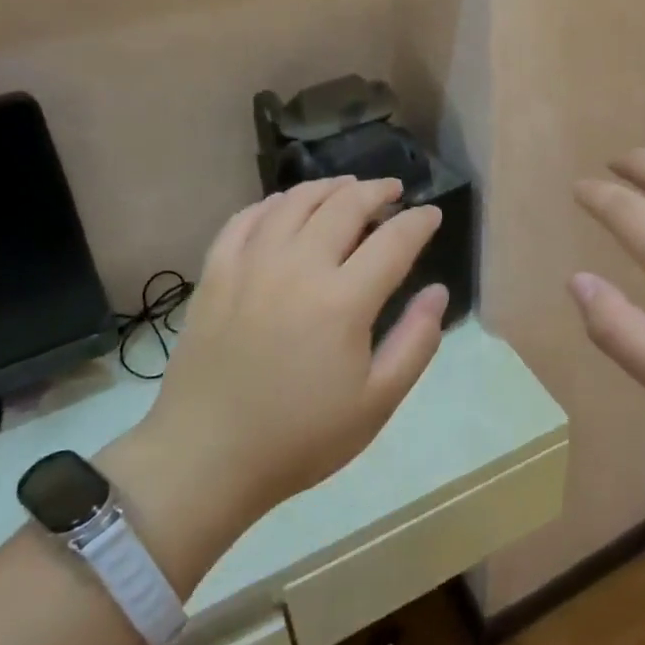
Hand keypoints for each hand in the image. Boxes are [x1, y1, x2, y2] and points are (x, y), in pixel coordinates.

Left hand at [104, 177, 447, 591]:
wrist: (206, 458)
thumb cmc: (301, 437)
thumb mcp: (377, 402)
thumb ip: (416, 342)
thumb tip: (438, 292)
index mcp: (343, 300)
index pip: (394, 240)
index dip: (419, 222)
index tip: (432, 215)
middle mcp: (298, 267)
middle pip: (344, 205)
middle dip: (377, 191)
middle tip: (394, 191)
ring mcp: (250, 264)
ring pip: (294, 201)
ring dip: (328, 187)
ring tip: (347, 188)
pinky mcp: (215, 273)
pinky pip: (245, 219)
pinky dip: (273, 203)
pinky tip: (285, 207)